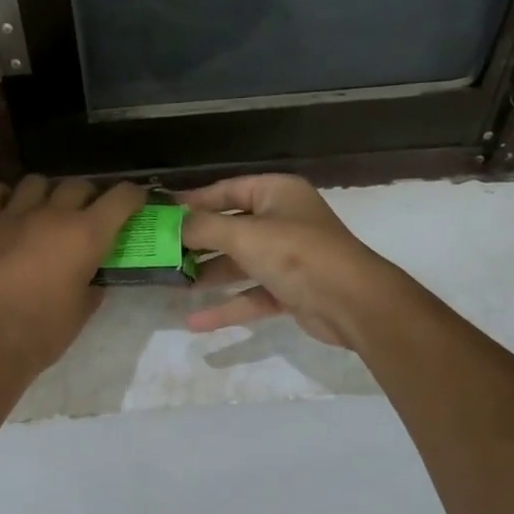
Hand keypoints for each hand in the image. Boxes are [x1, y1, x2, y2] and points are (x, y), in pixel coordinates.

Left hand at [0, 175, 146, 376]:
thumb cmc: (44, 331)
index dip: (132, 196)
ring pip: (36, 182)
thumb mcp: (83, 309)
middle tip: (85, 217)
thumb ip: (92, 284)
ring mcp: (14, 214)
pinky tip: (3, 211)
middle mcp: (54, 214)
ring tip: (42, 212)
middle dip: (87, 197)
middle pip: (78, 185)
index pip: (122, 196)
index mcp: (87, 234)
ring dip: (45, 194)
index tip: (135, 202)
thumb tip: (92, 277)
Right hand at [179, 174, 398, 348]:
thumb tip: (172, 223)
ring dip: (209, 274)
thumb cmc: (297, 254)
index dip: (193, 201)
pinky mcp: (290, 290)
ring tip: (171, 284)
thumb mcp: (244, 235)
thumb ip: (204, 228)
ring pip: (240, 263)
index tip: (161, 213)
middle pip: (231, 227)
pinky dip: (227, 306)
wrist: (353, 302)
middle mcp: (283, 220)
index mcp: (277, 193)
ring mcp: (288, 256)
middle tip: (160, 252)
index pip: (227, 190)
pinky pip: (251, 294)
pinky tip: (195, 322)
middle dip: (197, 242)